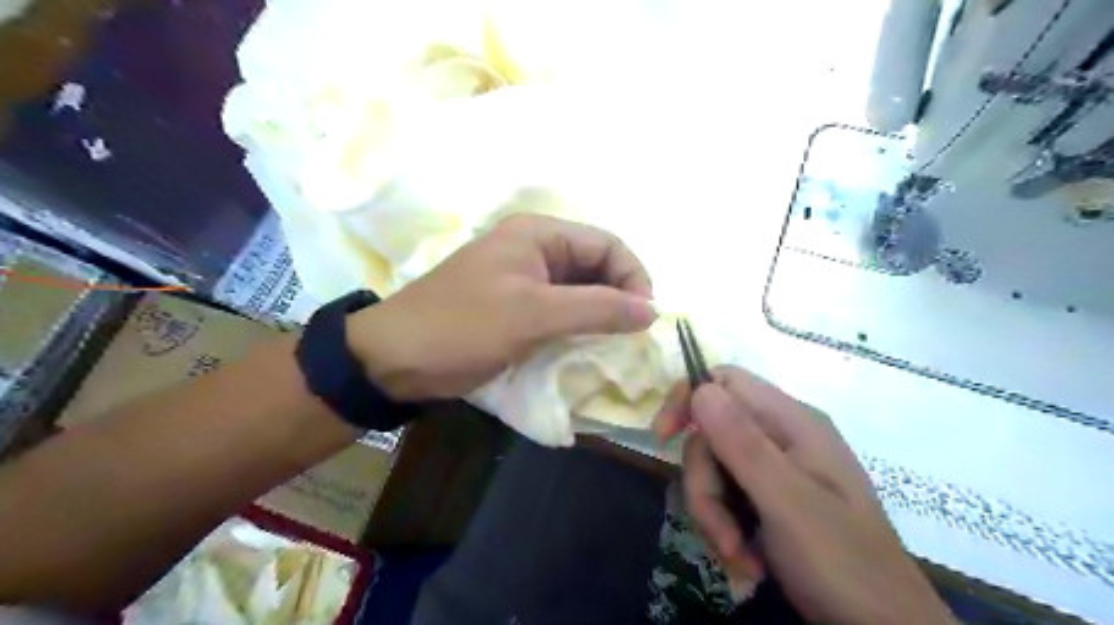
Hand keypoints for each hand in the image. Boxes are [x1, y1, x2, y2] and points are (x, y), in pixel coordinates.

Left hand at [347, 214, 653, 399]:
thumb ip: (596, 308)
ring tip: (615, 343)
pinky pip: (561, 310)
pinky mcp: (517, 306)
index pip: (606, 245)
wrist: (396, 359)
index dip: (633, 276)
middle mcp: (535, 249)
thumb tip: (652, 310)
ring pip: (580, 290)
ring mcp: (525, 279)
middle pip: (596, 266)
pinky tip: (588, 346)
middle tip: (632, 335)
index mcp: (538, 234)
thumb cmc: (464, 326)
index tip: (645, 317)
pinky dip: (579, 326)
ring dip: (600, 314)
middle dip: (619, 297)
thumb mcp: (533, 314)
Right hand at [655, 366, 951, 624]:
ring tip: (737, 556)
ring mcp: (776, 469)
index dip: (688, 400)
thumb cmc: (841, 562)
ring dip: (714, 514)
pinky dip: (726, 528)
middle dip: (704, 484)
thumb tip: (701, 388)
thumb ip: (743, 443)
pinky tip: (746, 560)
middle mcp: (781, 437)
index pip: (725, 382)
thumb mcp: (787, 501)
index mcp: (791, 422)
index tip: (662, 437)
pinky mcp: (770, 499)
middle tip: (721, 533)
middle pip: (712, 435)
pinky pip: (726, 496)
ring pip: (714, 470)